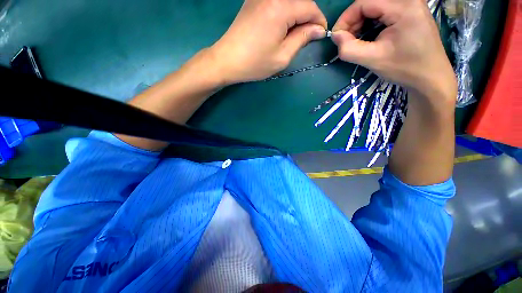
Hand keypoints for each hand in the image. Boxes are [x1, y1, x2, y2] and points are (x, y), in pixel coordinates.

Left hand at [209, 0, 327, 84]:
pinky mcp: (253, 0)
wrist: (227, 60)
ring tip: (293, 34)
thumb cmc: (255, 63)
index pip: (310, 7)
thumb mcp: (282, 56)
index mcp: (281, 8)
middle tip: (305, 36)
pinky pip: (276, 2)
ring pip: (289, 1)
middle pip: (300, 1)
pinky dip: (284, 12)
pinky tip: (281, 26)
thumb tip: (317, 29)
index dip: (319, 21)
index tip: (320, 34)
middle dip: (308, 17)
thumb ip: (302, 39)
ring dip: (296, 14)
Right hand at [331, 0, 455, 104]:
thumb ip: (349, 49)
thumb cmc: (404, 68)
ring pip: (376, 5)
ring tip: (356, 40)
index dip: (346, 19)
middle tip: (346, 41)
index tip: (336, 37)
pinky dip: (371, 21)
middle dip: (353, 20)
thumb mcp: (373, 60)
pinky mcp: (411, 10)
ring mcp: (411, 3)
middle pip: (370, 2)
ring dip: (361, 21)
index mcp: (403, 6)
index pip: (364, 2)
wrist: (430, 76)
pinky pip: (384, 10)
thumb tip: (334, 36)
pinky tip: (368, 35)